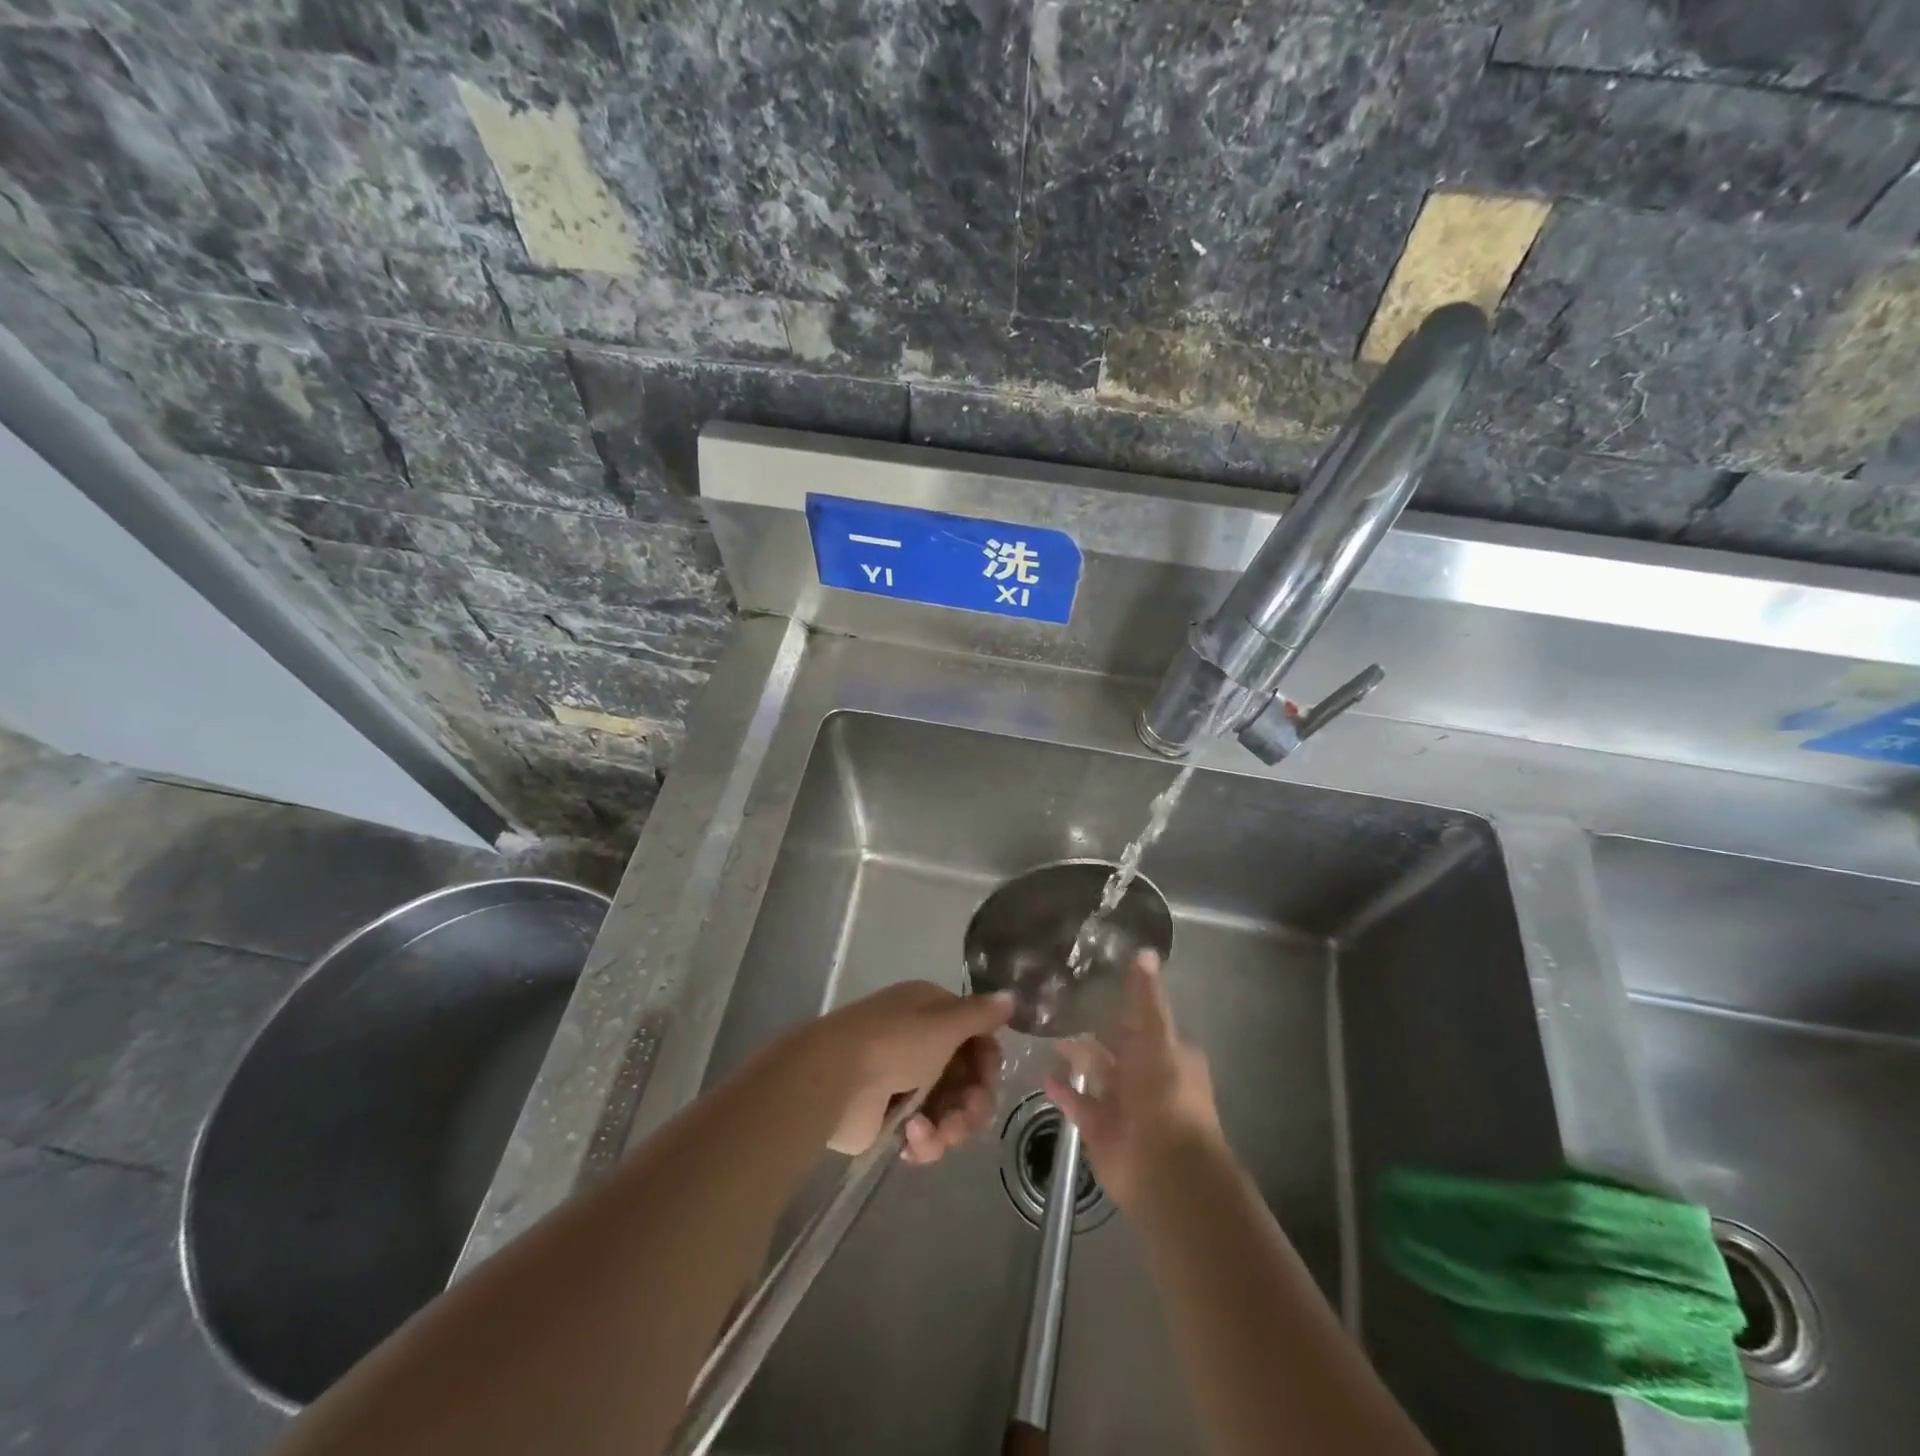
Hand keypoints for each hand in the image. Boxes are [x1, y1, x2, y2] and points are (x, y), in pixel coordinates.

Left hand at [807, 981, 1012, 1162]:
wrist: (833, 1080)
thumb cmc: (894, 1043)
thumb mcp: (944, 1024)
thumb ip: (980, 1015)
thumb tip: (1011, 996)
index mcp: (931, 1012)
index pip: (976, 1038)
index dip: (987, 1061)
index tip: (987, 1077)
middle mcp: (920, 1043)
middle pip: (967, 1080)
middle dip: (973, 1103)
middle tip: (965, 1117)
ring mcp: (904, 1082)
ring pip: (950, 1111)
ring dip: (951, 1127)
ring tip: (931, 1133)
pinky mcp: (890, 1119)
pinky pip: (925, 1135)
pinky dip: (925, 1141)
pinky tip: (911, 1141)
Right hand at [1043, 950, 1222, 1206]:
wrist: (1163, 1167)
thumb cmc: (1165, 1092)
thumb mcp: (1157, 1035)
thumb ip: (1146, 997)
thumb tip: (1145, 951)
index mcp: (1168, 1051)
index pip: (1144, 1018)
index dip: (1122, 1001)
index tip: (1093, 978)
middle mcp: (1146, 1075)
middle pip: (1117, 1045)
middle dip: (1094, 1026)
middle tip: (1058, 1000)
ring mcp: (1123, 1103)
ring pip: (1096, 1072)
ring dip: (1075, 1054)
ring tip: (1044, 1029)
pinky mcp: (1100, 1127)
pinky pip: (1077, 1102)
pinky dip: (1062, 1089)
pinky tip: (1041, 1072)